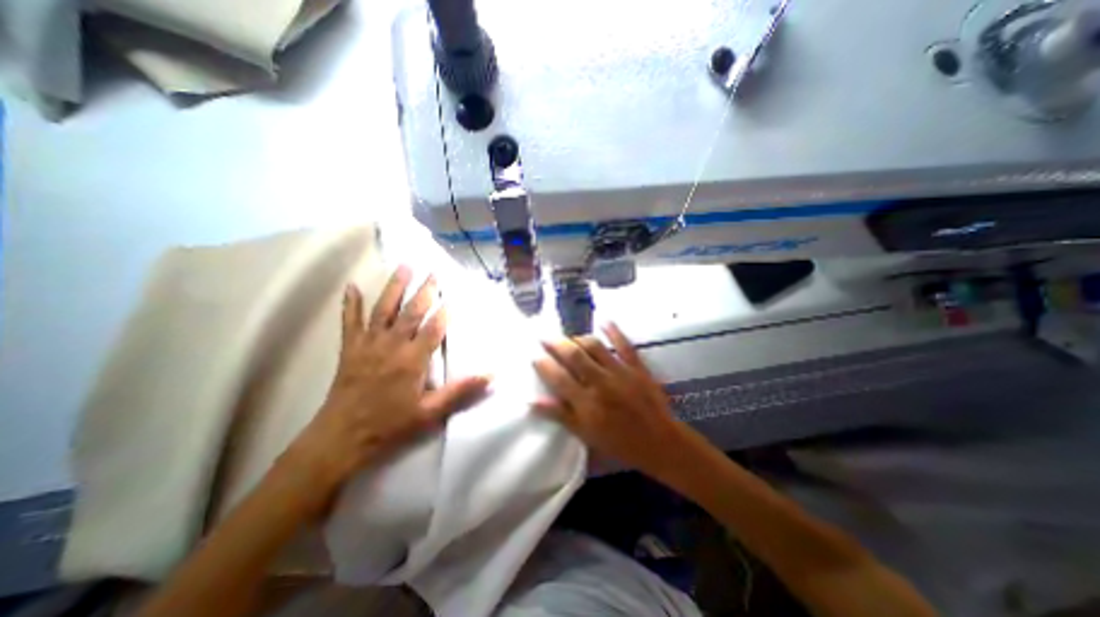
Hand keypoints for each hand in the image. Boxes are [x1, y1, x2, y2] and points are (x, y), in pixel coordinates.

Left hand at [281, 266, 490, 509]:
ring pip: (383, 309)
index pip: (433, 329)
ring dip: (395, 287)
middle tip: (434, 273)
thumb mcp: (430, 413)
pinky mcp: (350, 349)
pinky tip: (352, 286)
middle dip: (424, 291)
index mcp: (412, 360)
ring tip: (404, 267)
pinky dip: (350, 303)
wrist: (341, 439)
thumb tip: (491, 376)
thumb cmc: (390, 426)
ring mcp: (368, 344)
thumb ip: (460, 392)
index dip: (444, 312)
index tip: (454, 296)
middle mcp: (391, 346)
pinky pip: (350, 321)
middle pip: (411, 312)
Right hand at [530, 324, 683, 476]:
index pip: (559, 378)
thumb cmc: (619, 442)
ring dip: (579, 338)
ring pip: (595, 347)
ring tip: (570, 338)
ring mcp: (620, 372)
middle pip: (574, 357)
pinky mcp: (637, 367)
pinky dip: (614, 331)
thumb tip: (532, 401)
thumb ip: (559, 415)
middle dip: (556, 344)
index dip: (544, 365)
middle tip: (545, 336)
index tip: (534, 355)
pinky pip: (624, 345)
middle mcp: (600, 383)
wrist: (659, 442)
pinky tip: (604, 320)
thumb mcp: (585, 434)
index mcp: (586, 403)